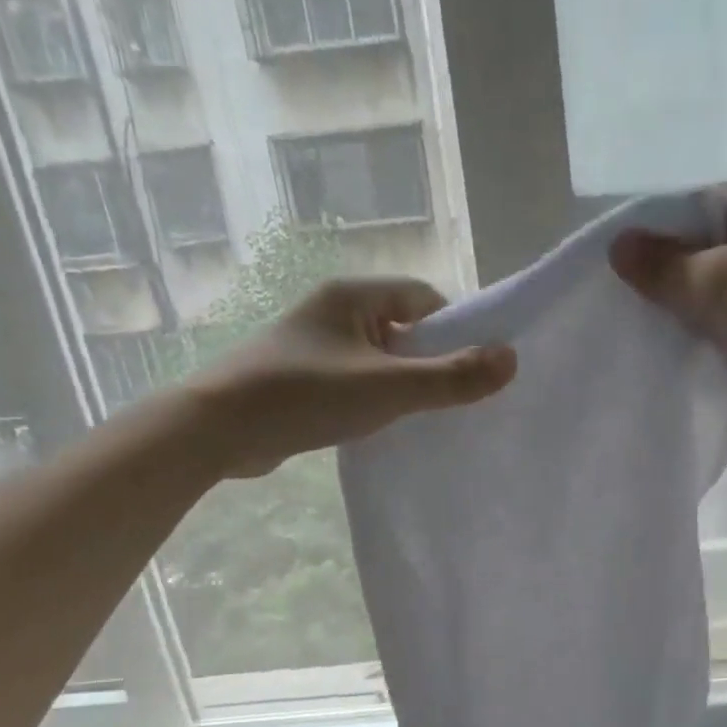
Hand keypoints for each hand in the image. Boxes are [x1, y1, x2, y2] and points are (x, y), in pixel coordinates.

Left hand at [194, 277, 515, 477]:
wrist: (214, 430)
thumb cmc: (305, 395)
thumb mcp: (388, 387)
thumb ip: (452, 377)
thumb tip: (512, 359)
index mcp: (353, 296)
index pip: (423, 297)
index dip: (454, 329)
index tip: (470, 367)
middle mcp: (333, 311)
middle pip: (404, 328)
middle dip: (430, 360)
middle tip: (449, 397)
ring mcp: (313, 345)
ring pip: (378, 357)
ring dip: (401, 383)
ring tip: (416, 416)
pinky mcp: (299, 377)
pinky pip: (354, 379)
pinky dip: (372, 398)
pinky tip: (378, 427)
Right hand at [610, 178, 726, 411]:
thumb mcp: (720, 278)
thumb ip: (664, 266)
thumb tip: (616, 247)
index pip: (684, 208)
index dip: (647, 237)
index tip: (612, 270)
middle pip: (695, 247)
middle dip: (663, 276)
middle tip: (622, 304)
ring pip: (710, 284)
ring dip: (684, 306)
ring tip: (643, 327)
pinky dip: (706, 327)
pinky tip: (679, 345)